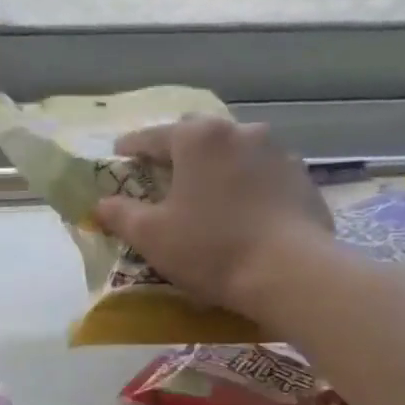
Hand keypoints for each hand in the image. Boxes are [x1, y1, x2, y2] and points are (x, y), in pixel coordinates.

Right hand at [95, 116, 333, 313]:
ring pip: (235, 152)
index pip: (153, 136)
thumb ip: (120, 214)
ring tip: (206, 193)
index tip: (119, 155)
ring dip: (216, 166)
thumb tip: (101, 204)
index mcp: (198, 138)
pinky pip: (262, 175)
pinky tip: (241, 211)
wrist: (290, 273)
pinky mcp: (303, 179)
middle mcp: (241, 132)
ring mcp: (278, 153)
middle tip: (163, 174)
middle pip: (198, 136)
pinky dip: (246, 185)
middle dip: (178, 151)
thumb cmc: (210, 248)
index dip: (131, 147)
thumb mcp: (150, 235)